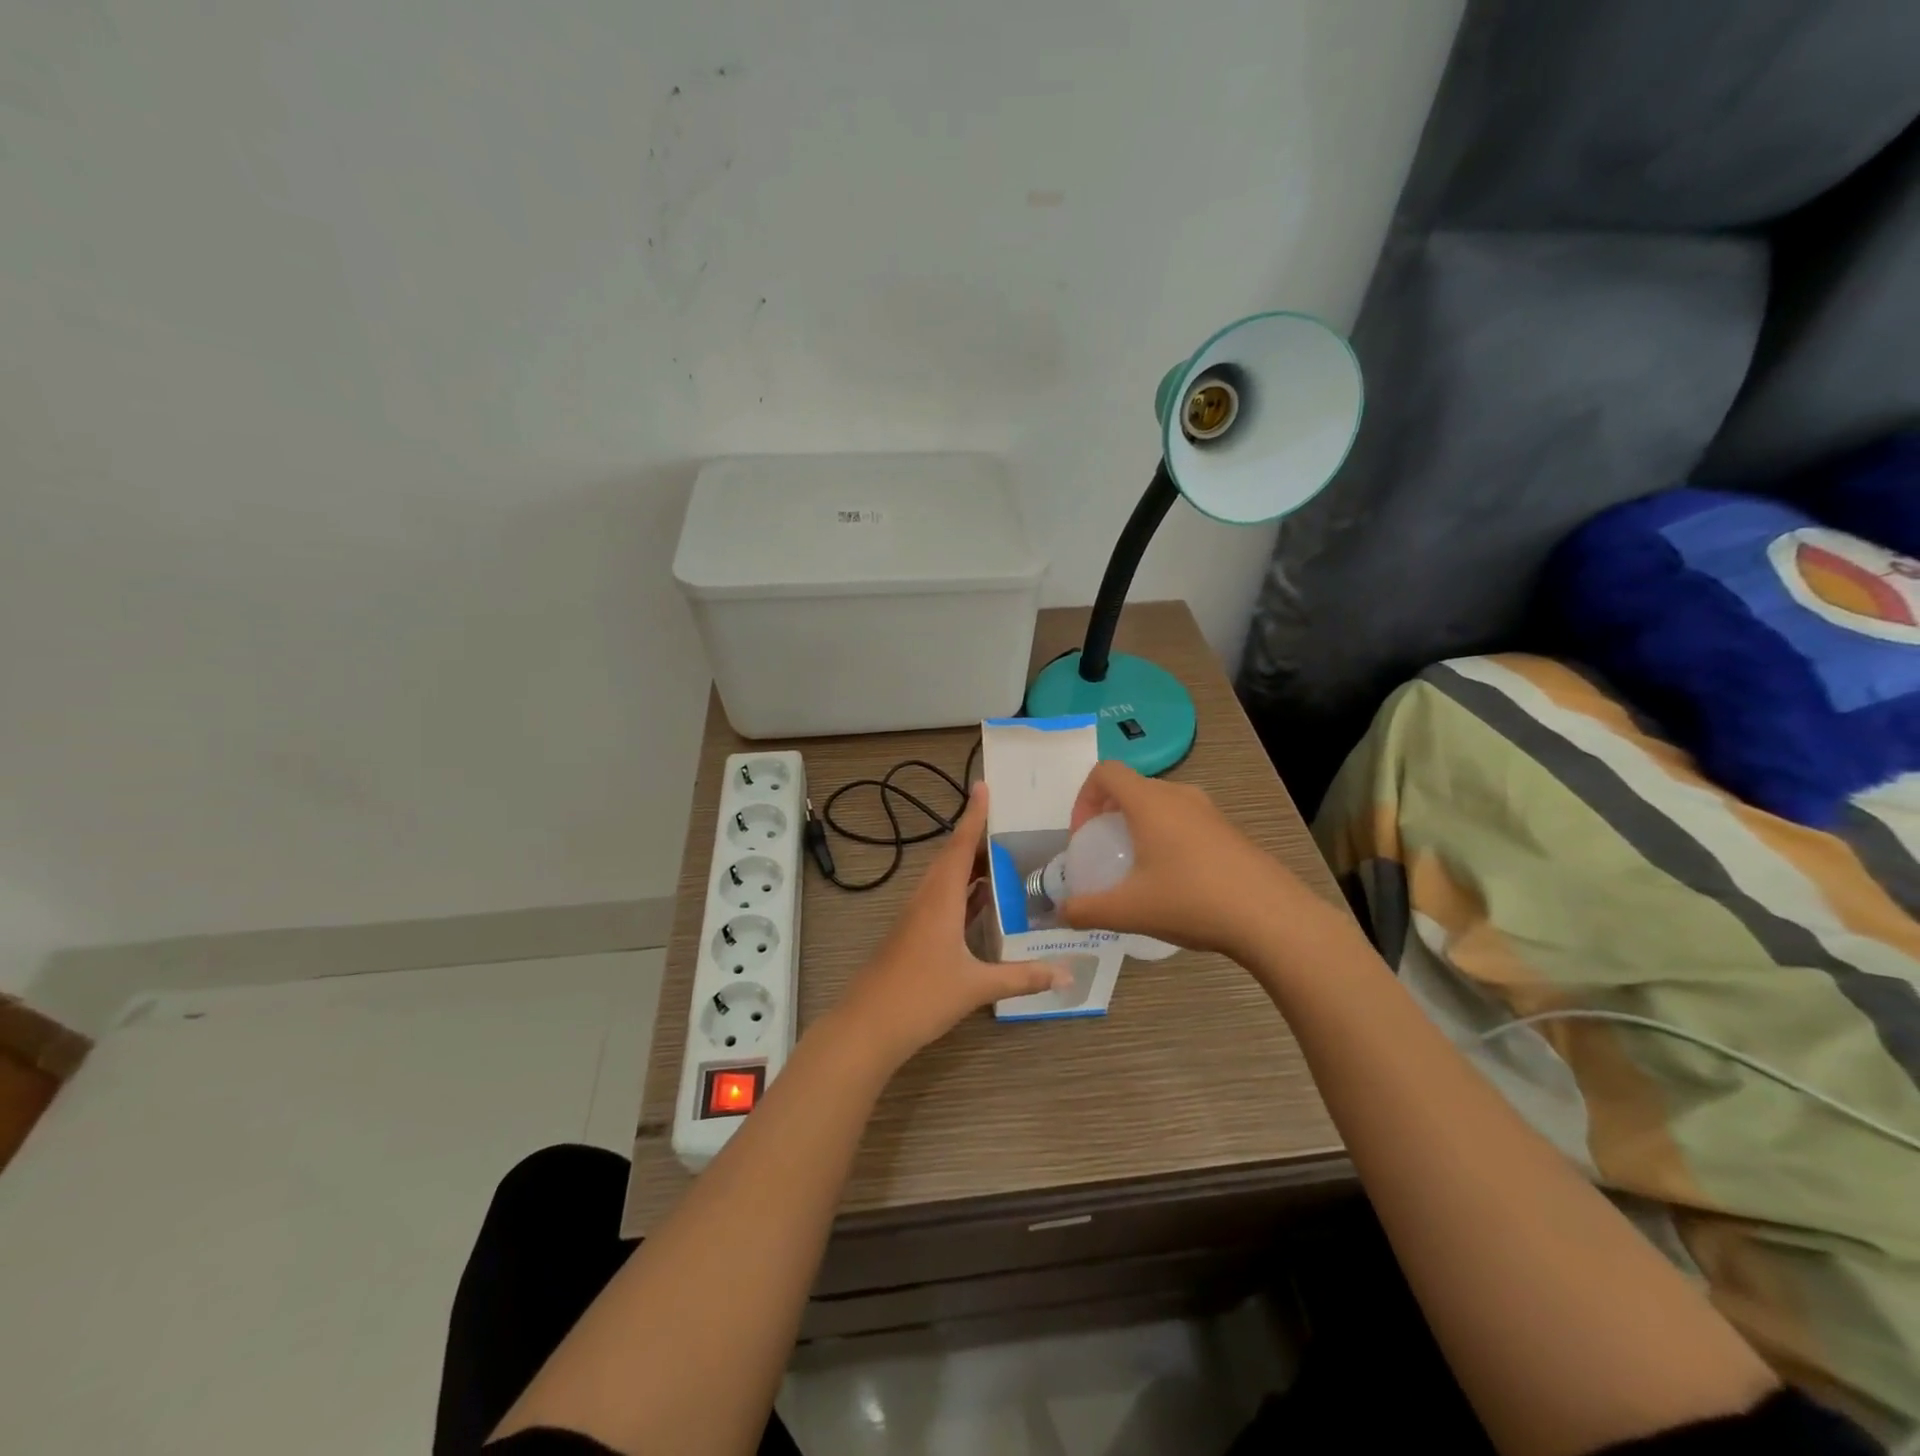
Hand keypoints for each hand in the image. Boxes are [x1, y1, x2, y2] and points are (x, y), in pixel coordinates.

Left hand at [831, 783, 1066, 1074]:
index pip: (960, 846)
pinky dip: (962, 892)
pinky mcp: (912, 935)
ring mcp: (916, 918)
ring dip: (969, 865)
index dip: (973, 816)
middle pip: (951, 857)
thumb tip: (1067, 975)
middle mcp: (926, 899)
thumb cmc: (921, 997)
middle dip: (977, 837)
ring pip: (944, 879)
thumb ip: (1022, 977)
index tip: (982, 786)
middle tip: (1007, 823)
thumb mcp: (976, 986)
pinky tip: (980, 902)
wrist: (867, 1026)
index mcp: (940, 898)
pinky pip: (941, 900)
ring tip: (1001, 856)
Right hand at [1060, 761, 1304, 961]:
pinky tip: (1174, 882)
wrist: (1271, 917)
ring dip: (1139, 826)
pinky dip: (1167, 838)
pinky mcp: (1230, 831)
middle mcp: (1179, 796)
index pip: (1105, 772)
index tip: (1083, 835)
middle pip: (1132, 788)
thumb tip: (1061, 914)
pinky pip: (1185, 821)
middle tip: (1104, 852)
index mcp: (1149, 802)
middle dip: (1109, 814)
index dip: (1084, 797)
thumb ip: (1086, 910)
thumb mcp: (1129, 911)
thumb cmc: (1192, 901)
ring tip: (1137, 868)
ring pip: (1161, 804)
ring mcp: (1209, 812)